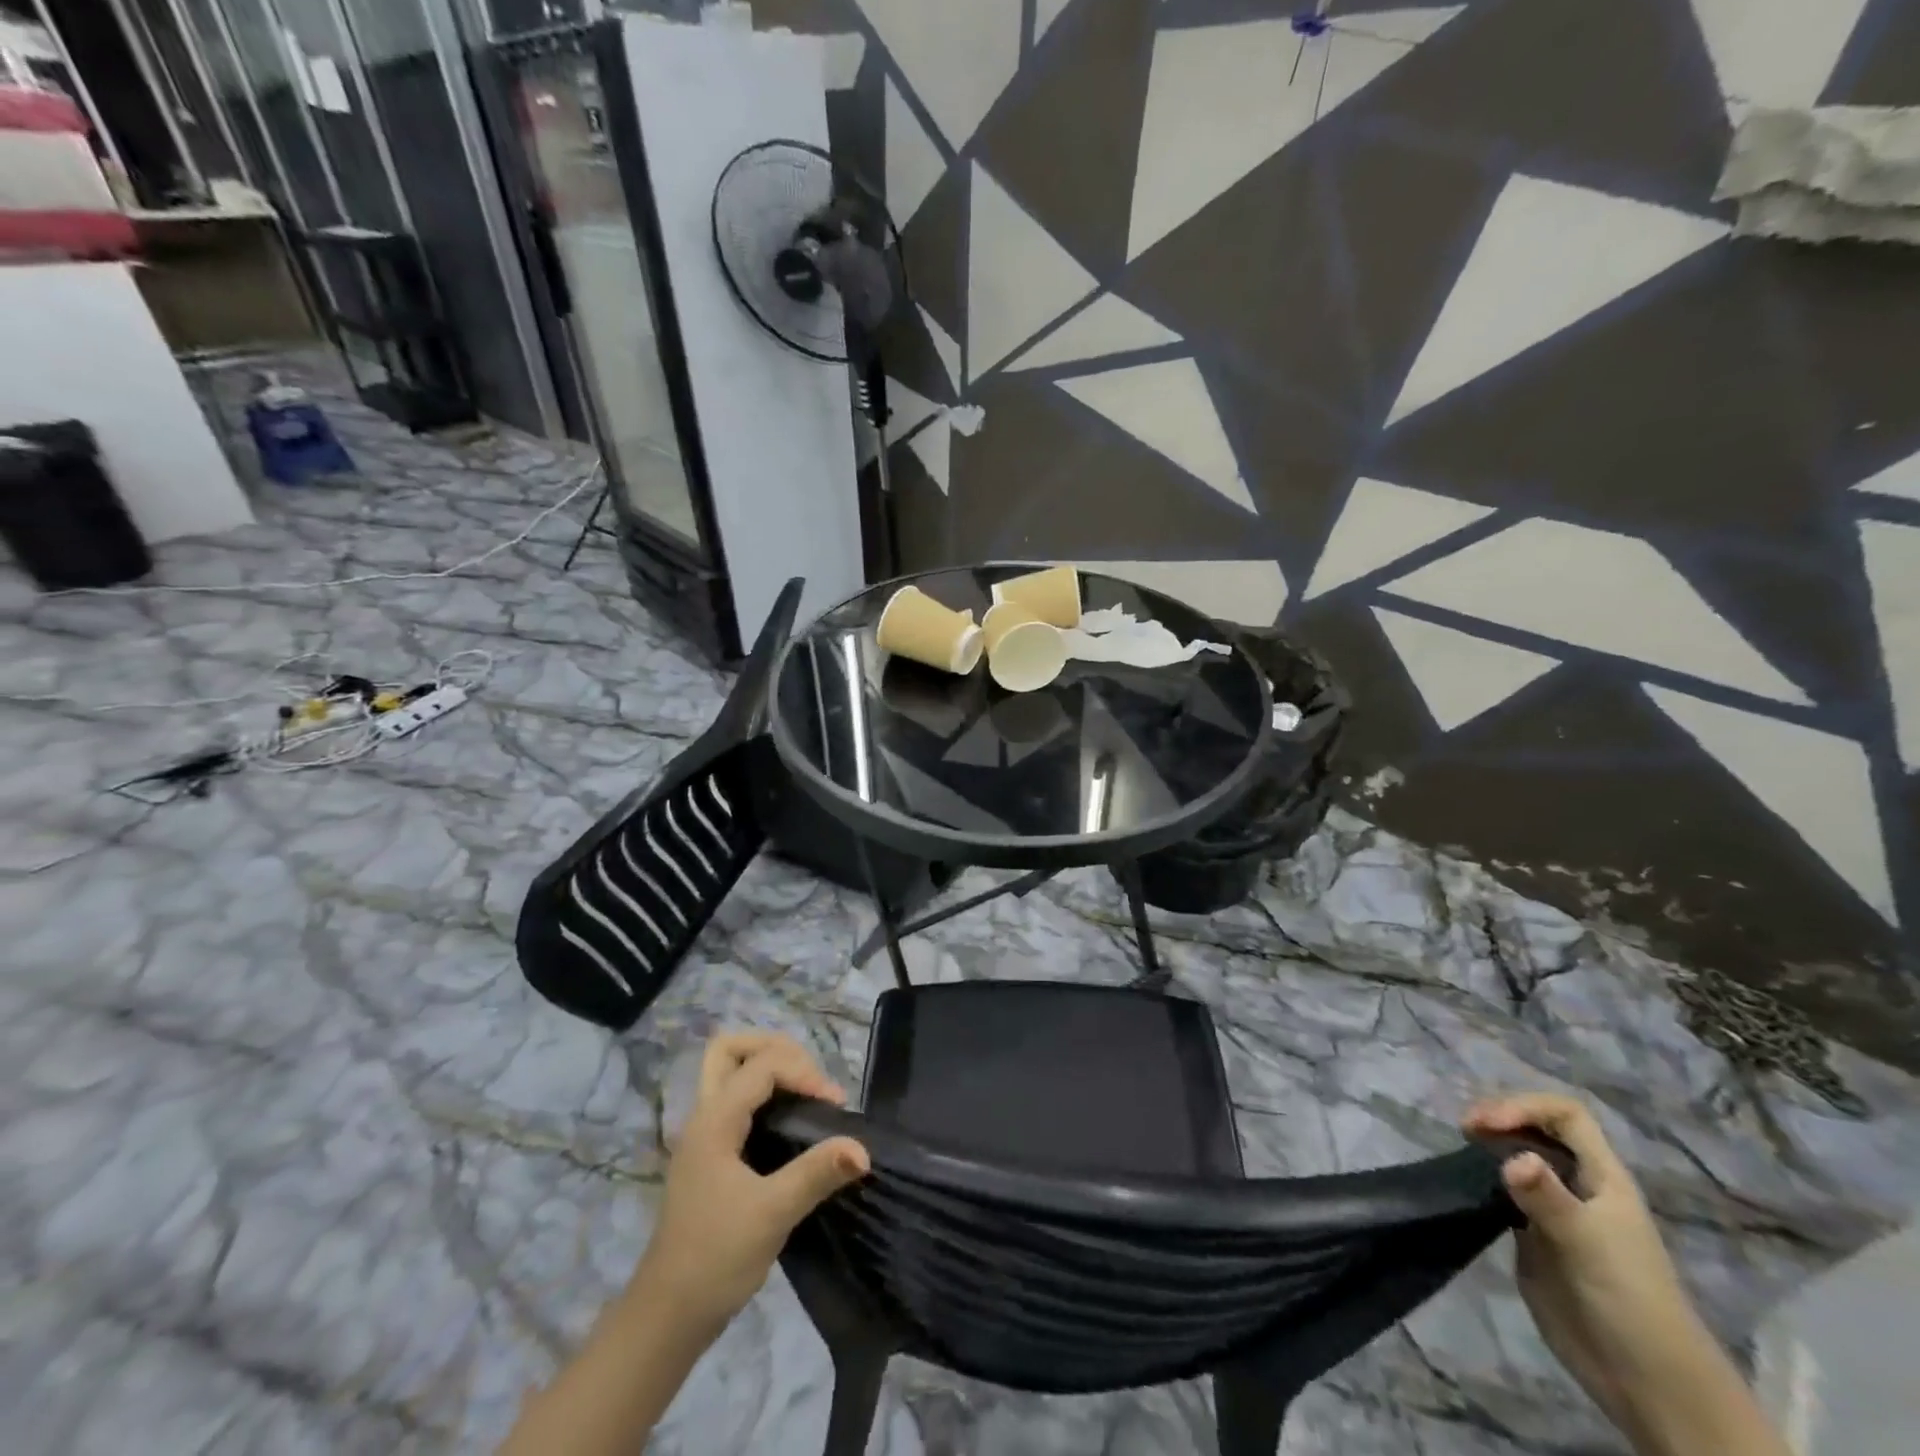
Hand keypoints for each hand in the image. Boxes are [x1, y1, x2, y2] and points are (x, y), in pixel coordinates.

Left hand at [631, 1032, 868, 1338]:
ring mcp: (704, 1135)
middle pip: (731, 1048)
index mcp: (714, 1120)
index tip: (835, 1106)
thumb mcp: (772, 1214)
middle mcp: (705, 1116)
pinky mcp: (711, 1155)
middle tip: (811, 1080)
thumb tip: (863, 1149)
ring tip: (806, 1093)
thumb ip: (817, 1173)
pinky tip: (791, 1120)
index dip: (804, 1072)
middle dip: (776, 1049)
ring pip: (729, 1071)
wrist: (667, 1318)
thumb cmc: (715, 1260)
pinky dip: (765, 1093)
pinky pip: (736, 1098)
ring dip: (769, 1067)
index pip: (762, 1064)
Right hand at [1463, 1094, 1714, 1439]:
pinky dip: (1484, 1177)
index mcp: (1602, 1177)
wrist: (1644, 1379)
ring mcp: (1556, 1211)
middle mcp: (1579, 1185)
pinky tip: (1467, 1183)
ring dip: (1490, 1144)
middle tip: (1465, 1130)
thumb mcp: (1589, 1244)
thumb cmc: (1628, 1299)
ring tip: (1461, 1148)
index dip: (1525, 1107)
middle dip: (1501, 1118)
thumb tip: (1512, 1158)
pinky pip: (1506, 1192)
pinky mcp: (1535, 1236)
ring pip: (1520, 1156)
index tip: (1486, 1124)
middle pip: (1538, 1129)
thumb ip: (1549, 1199)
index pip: (1566, 1115)